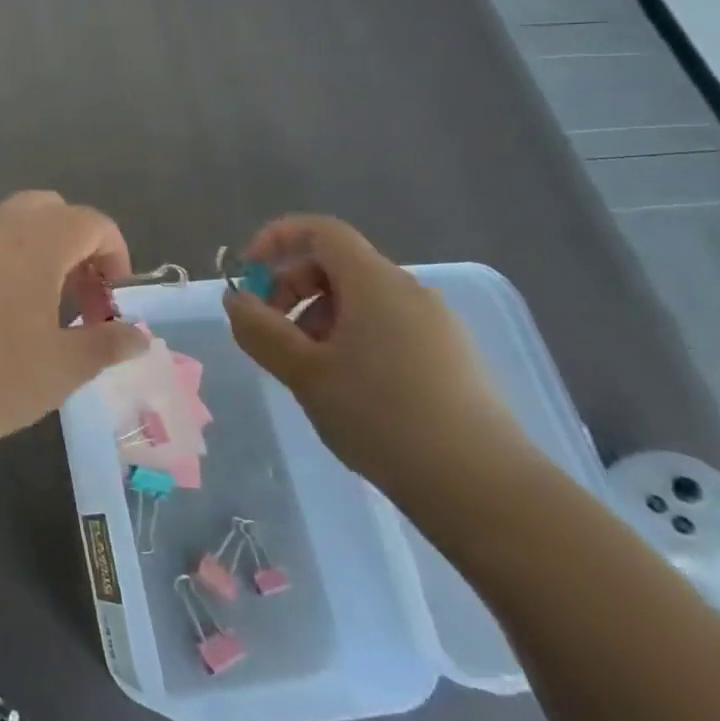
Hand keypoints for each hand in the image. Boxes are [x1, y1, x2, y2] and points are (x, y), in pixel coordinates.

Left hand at [0, 192, 148, 455]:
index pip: (93, 223)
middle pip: (51, 210)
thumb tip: (138, 335)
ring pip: (12, 222)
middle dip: (76, 246)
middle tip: (79, 298)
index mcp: (37, 240)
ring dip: (38, 250)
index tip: (112, 303)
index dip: (115, 257)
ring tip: (39, 307)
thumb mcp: (60, 369)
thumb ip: (106, 344)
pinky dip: (2, 258)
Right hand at [224, 215, 536, 505]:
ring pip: (359, 300)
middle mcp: (409, 291)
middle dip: (291, 289)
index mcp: (376, 283)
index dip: (276, 240)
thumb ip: (260, 329)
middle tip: (270, 334)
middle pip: (336, 264)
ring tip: (306, 371)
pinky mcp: (450, 358)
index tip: (248, 276)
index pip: (320, 231)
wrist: (483, 489)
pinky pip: (385, 327)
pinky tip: (346, 389)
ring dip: (317, 320)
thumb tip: (236, 300)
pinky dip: (349, 340)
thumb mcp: (304, 373)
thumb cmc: (383, 417)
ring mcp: (436, 325)